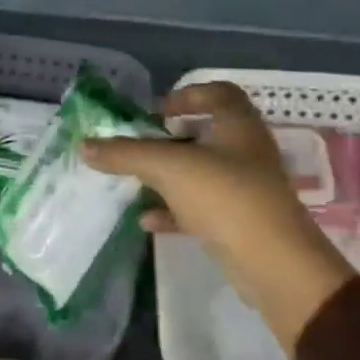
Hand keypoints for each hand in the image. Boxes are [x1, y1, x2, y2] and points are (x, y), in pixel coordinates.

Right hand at [84, 82, 357, 350]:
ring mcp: (246, 189)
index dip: (188, 95)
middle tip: (140, 146)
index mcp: (238, 125)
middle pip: (206, 133)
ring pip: (202, 173)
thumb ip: (126, 154)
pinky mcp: (241, 224)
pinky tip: (147, 221)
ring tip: (136, 181)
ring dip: (169, 176)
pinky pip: (202, 208)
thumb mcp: (168, 168)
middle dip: (169, 139)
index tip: (158, 112)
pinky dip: (174, 210)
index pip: (219, 93)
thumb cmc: (226, 197)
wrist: (275, 266)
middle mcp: (246, 151)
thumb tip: (84, 145)